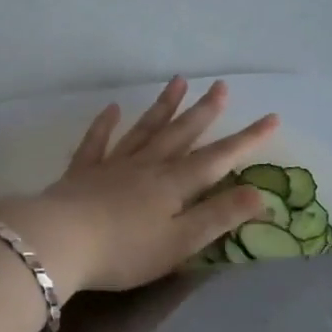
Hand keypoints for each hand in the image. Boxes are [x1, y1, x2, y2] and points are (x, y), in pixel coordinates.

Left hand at [0, 78, 277, 294]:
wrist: (60, 241)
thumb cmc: (126, 250)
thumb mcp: (181, 242)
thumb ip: (220, 217)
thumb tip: (262, 195)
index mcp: (174, 184)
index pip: (218, 158)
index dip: (247, 139)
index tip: (271, 117)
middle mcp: (147, 166)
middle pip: (181, 134)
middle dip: (204, 111)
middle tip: (221, 86)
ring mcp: (113, 165)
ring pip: (144, 129)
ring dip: (162, 106)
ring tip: (177, 82)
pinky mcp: (82, 172)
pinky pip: (97, 141)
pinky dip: (105, 124)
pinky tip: (111, 109)